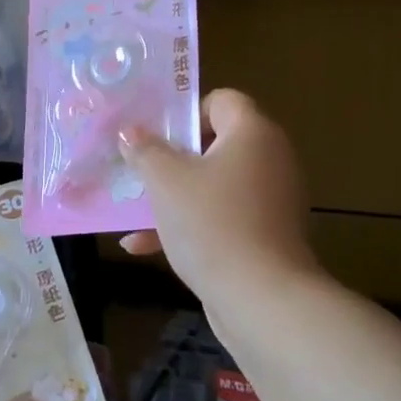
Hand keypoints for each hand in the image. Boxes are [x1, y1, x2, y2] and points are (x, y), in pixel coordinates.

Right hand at [120, 89, 318, 308]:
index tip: (153, 134)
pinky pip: (221, 217)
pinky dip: (189, 225)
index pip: (222, 100)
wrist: (261, 299)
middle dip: (171, 158)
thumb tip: (130, 131)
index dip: (185, 112)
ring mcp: (270, 200)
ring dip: (173, 195)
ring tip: (133, 208)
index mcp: (253, 133)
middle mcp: (269, 160)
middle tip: (137, 168)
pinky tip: (143, 246)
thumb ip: (145, 150)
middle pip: (215, 144)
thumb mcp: (166, 182)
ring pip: (213, 185)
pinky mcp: (264, 235)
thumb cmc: (212, 224)